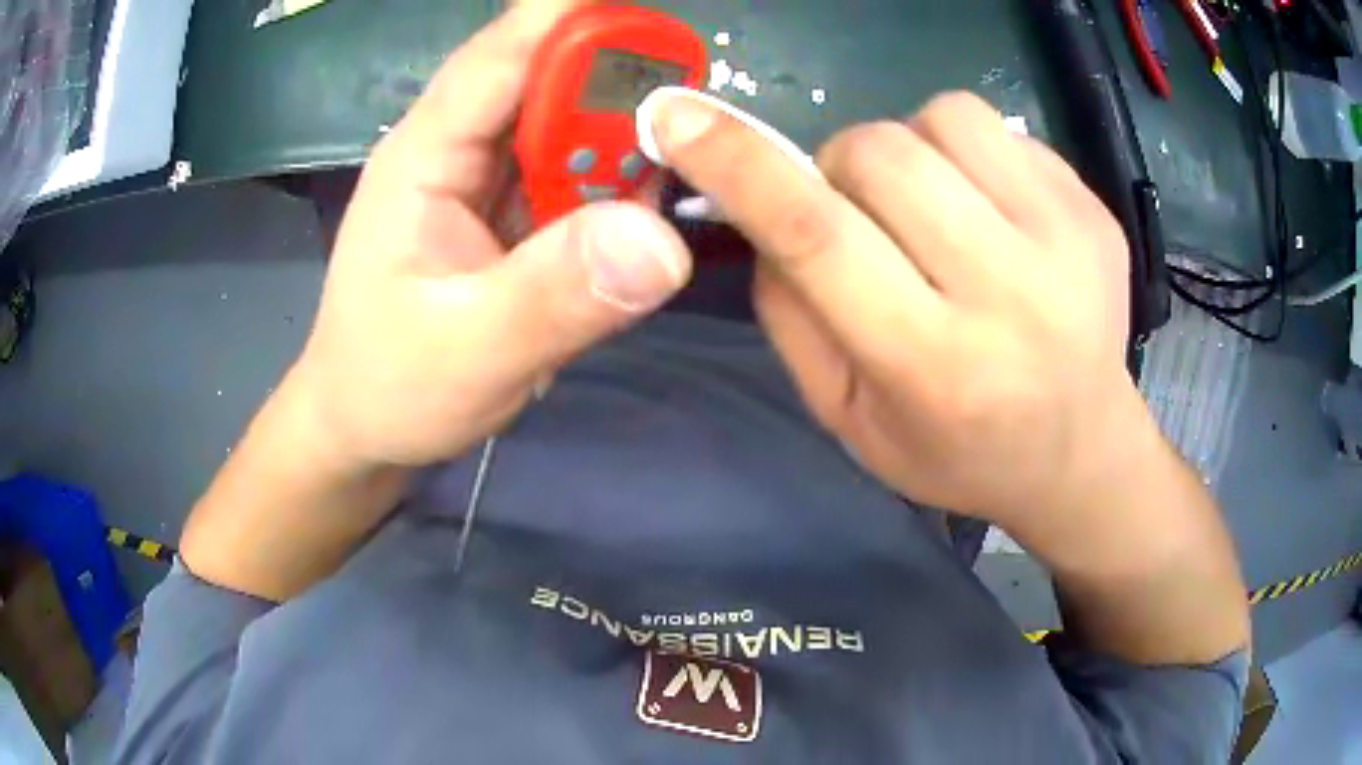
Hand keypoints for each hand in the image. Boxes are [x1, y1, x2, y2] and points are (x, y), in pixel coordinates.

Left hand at [291, 0, 690, 469]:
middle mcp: (460, 148)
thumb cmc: (389, 387)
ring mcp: (489, 178)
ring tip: (675, 170)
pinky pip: (580, 173)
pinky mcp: (515, 212)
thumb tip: (661, 240)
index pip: (503, 55)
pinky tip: (644, 212)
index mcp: (426, 155)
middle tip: (690, 120)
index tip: (660, 30)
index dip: (579, 25)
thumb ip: (554, 299)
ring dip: (628, 134)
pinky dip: (619, 181)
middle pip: (549, 76)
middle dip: (620, 81)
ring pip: (572, 122)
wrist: (366, 425)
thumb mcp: (467, 356)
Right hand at [653, 91, 1157, 532]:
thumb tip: (761, 212)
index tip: (677, 116)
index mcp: (931, 364)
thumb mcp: (850, 420)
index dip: (739, 165)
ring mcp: (1065, 240)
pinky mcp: (1092, 209)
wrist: (1081, 451)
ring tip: (935, 209)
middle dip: (841, 168)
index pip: (818, 236)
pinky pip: (996, 127)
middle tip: (864, 217)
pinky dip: (965, 152)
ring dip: (909, 150)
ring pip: (942, 117)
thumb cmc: (957, 451)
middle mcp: (1007, 294)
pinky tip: (989, 211)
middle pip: (878, 153)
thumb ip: (791, 318)